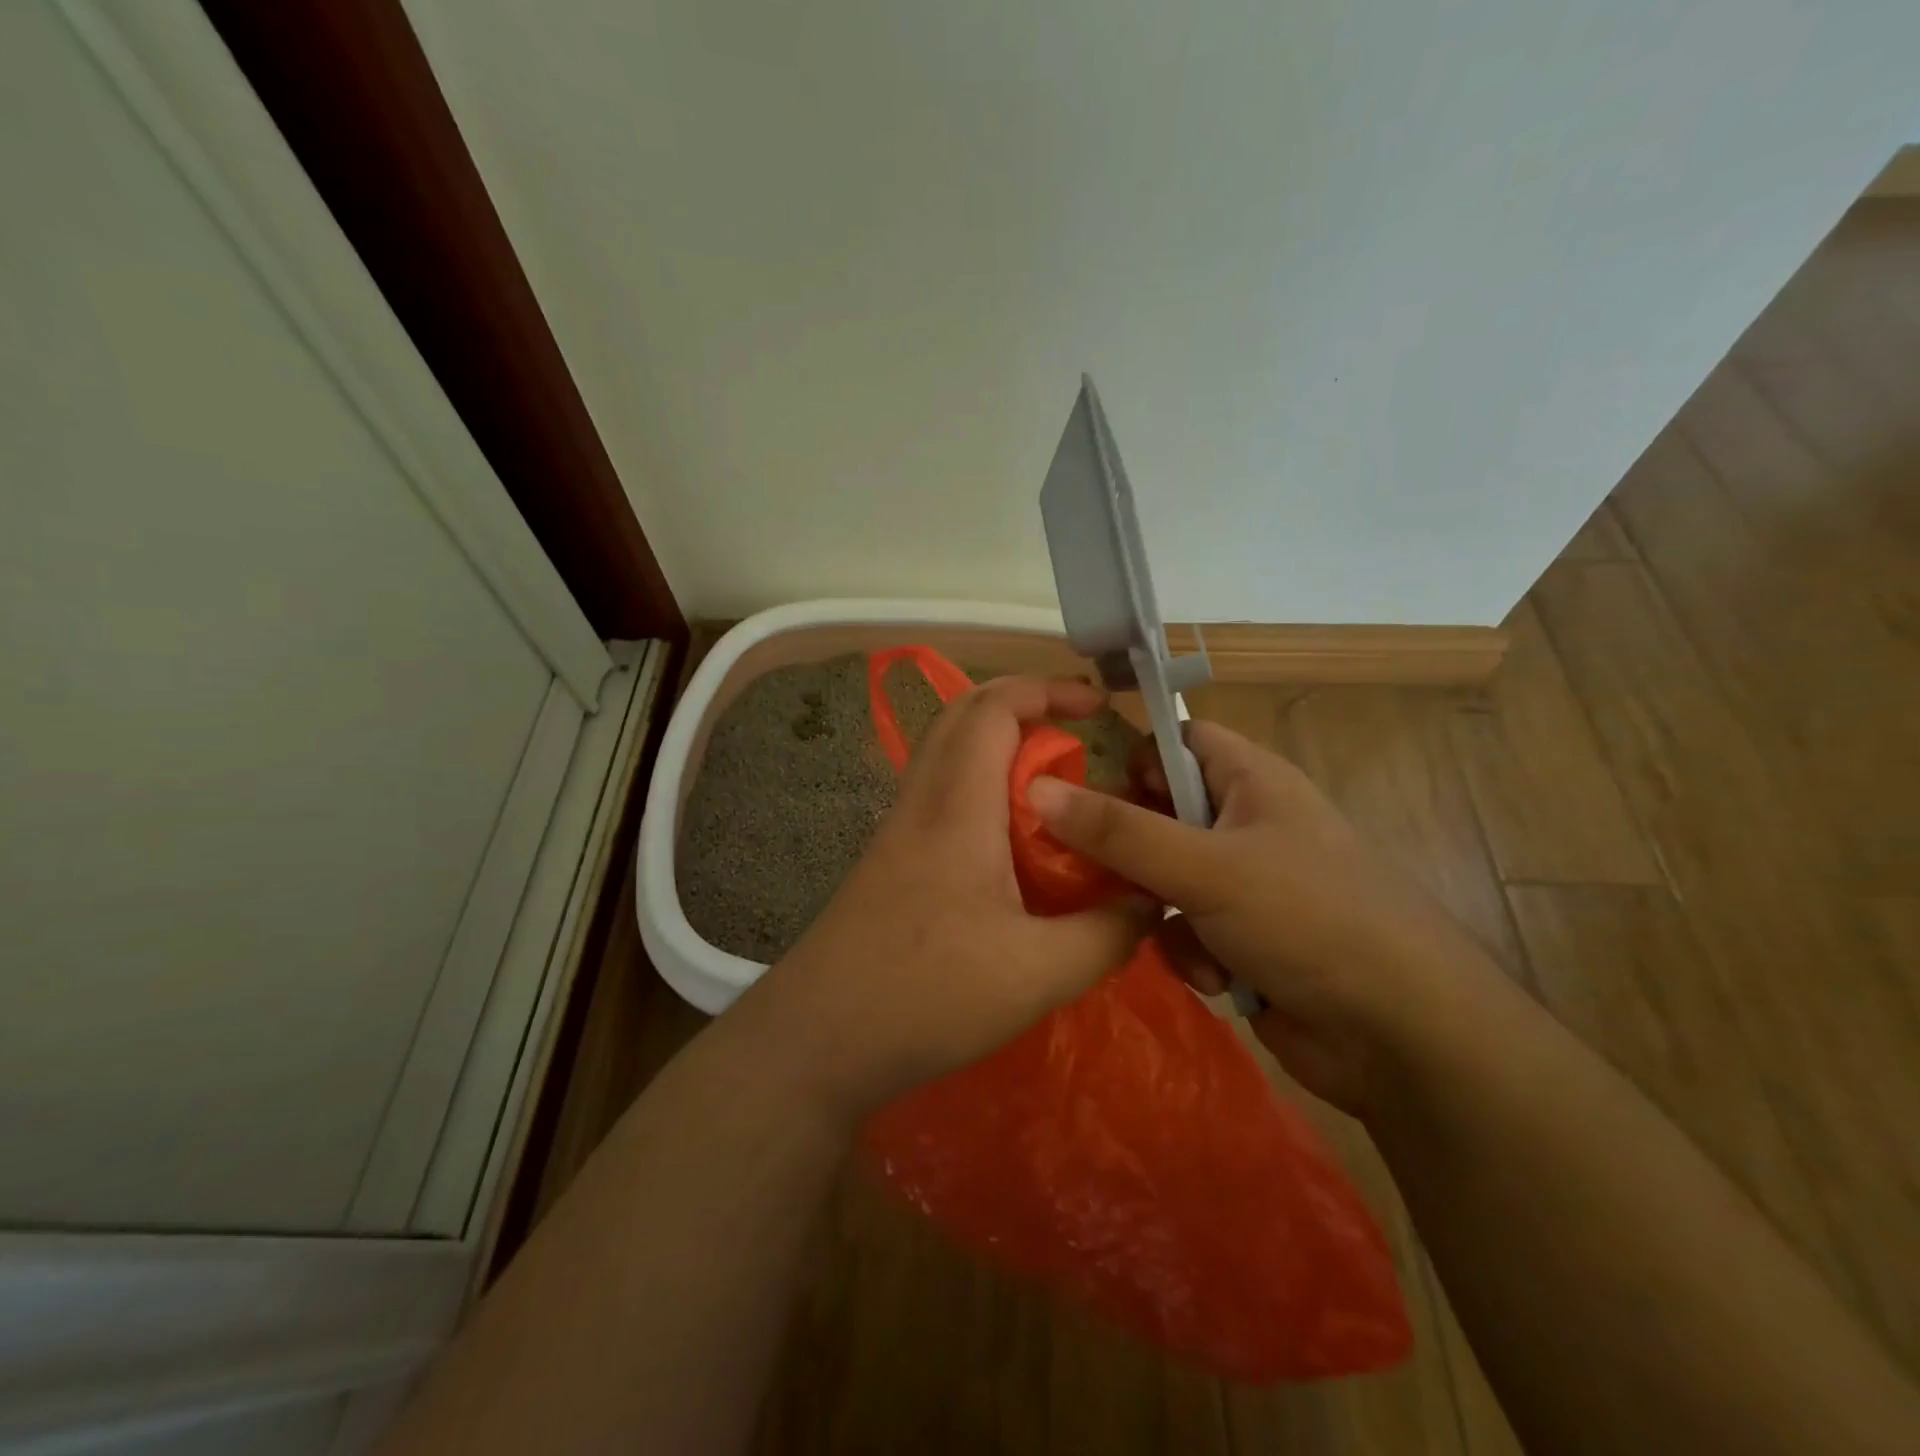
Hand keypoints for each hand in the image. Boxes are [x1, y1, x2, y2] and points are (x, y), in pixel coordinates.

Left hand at [734, 676, 1157, 1123]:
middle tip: (1075, 731)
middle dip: (1022, 704)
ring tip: (1052, 784)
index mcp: (957, 807)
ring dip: (998, 745)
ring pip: (946, 753)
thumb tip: (1150, 899)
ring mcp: (897, 829)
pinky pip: (939, 793)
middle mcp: (922, 801)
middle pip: (962, 715)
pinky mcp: (889, 860)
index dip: (1046, 690)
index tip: (1097, 704)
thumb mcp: (1039, 974)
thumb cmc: (927, 995)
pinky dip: (980, 786)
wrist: (816, 1038)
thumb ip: (1107, 933)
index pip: (993, 709)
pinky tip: (1010, 839)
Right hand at [1027, 720, 1487, 1112]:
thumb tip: (1037, 789)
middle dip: (1128, 848)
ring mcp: (1244, 885)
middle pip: (1158, 813)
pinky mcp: (1241, 939)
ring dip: (1158, 910)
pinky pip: (1184, 929)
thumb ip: (1119, 831)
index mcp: (1251, 781)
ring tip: (1173, 935)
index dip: (1128, 754)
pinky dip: (1189, 952)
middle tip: (1086, 868)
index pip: (1176, 740)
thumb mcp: (1206, 867)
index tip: (1073, 785)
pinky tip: (1215, 979)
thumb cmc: (1310, 920)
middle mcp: (1245, 824)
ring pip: (1162, 878)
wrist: (1402, 1036)